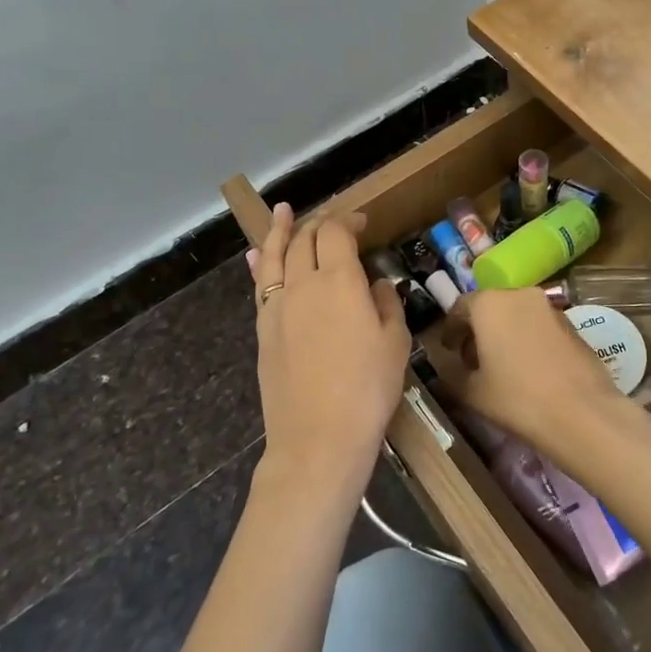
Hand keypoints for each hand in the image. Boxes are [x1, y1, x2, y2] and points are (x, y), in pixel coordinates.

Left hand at [247, 203, 410, 499]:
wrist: (318, 438)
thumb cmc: (367, 389)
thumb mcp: (394, 343)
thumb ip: (385, 304)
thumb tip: (375, 285)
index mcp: (339, 280)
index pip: (336, 232)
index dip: (349, 220)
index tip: (364, 222)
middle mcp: (302, 283)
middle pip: (304, 239)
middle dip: (320, 222)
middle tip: (334, 221)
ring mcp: (276, 306)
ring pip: (274, 255)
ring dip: (280, 231)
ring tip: (283, 212)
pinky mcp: (263, 330)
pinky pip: (260, 285)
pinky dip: (259, 263)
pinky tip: (256, 256)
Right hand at [429, 288, 628, 453]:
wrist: (581, 413)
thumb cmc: (517, 398)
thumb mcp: (472, 392)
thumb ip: (452, 375)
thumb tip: (447, 369)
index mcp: (489, 304)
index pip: (460, 308)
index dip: (451, 330)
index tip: (448, 350)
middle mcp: (519, 295)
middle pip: (490, 308)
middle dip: (478, 330)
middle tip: (471, 359)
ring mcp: (550, 308)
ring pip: (517, 314)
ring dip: (504, 333)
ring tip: (501, 366)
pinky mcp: (572, 325)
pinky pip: (539, 326)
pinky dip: (528, 339)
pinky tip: (528, 369)